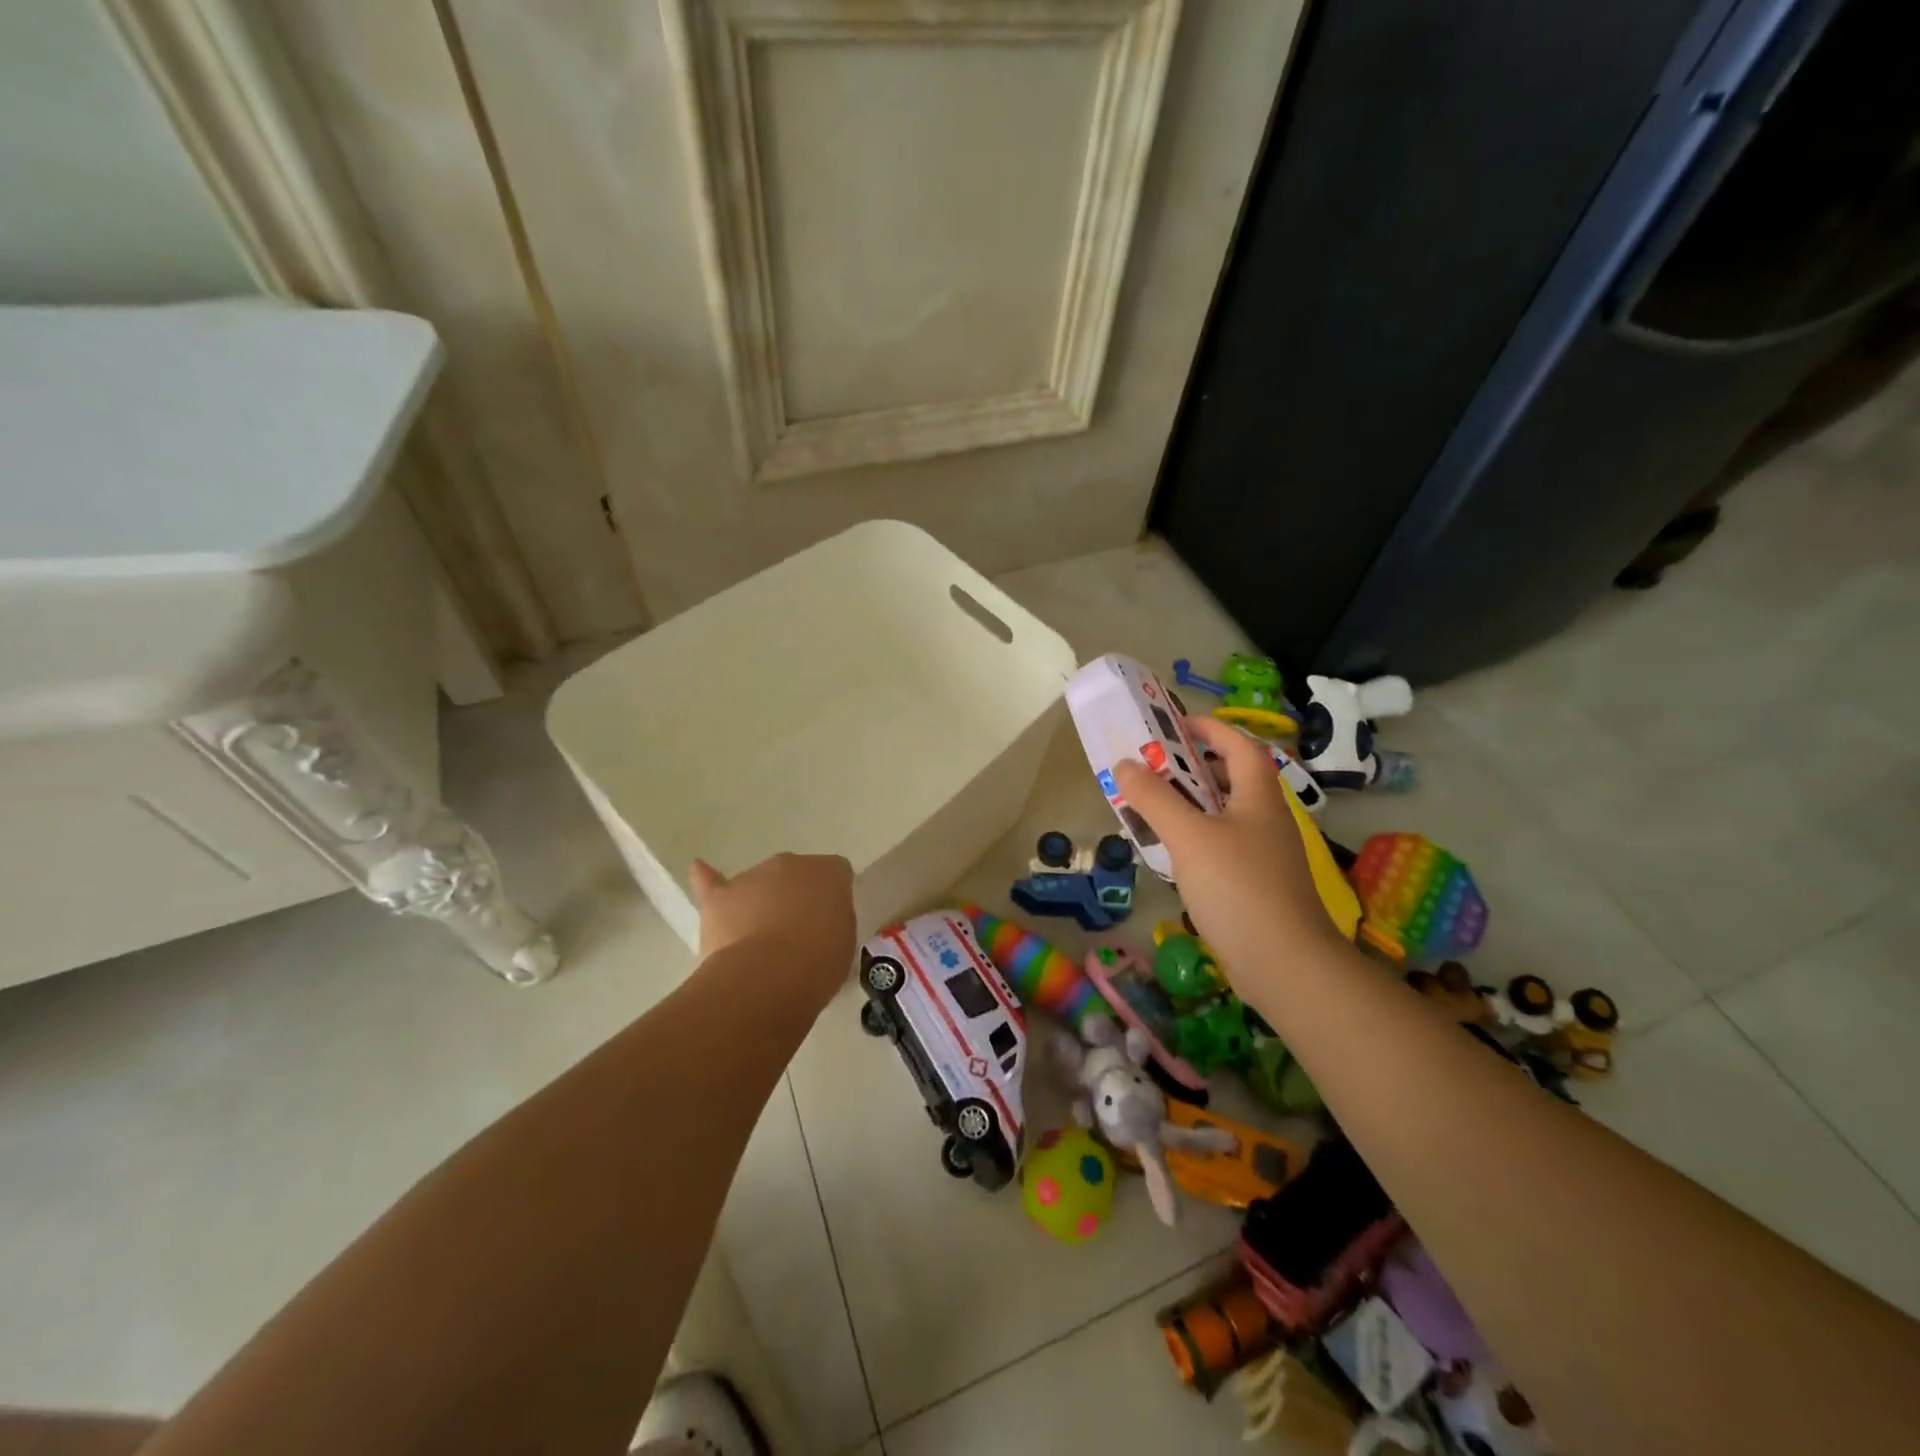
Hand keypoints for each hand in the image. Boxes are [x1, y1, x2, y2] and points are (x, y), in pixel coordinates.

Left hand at [688, 853, 856, 1004]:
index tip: (829, 924)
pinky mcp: (719, 897)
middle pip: (795, 874)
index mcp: (829, 872)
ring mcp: (753, 876)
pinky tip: (699, 870)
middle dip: (795, 897)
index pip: (836, 874)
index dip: (832, 898)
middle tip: (797, 934)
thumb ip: (833, 921)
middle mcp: (792, 863)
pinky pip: (711, 881)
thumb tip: (818, 921)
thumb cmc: (817, 964)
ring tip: (760, 941)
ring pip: (759, 883)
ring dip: (761, 902)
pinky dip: (706, 878)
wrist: (767, 977)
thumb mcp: (844, 942)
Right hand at [1112, 717, 1343, 993]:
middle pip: (1231, 778)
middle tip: (1152, 768)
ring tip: (1153, 807)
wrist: (1286, 964)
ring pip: (1224, 814)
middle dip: (1192, 767)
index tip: (1173, 726)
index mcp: (1258, 796)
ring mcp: (1264, 854)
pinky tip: (1172, 854)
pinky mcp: (1256, 884)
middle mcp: (1266, 819)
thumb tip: (1125, 764)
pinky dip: (1195, 839)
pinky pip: (1222, 846)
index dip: (1209, 728)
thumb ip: (1155, 798)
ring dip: (1190, 804)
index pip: (1239, 745)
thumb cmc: (1239, 887)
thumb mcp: (1189, 837)